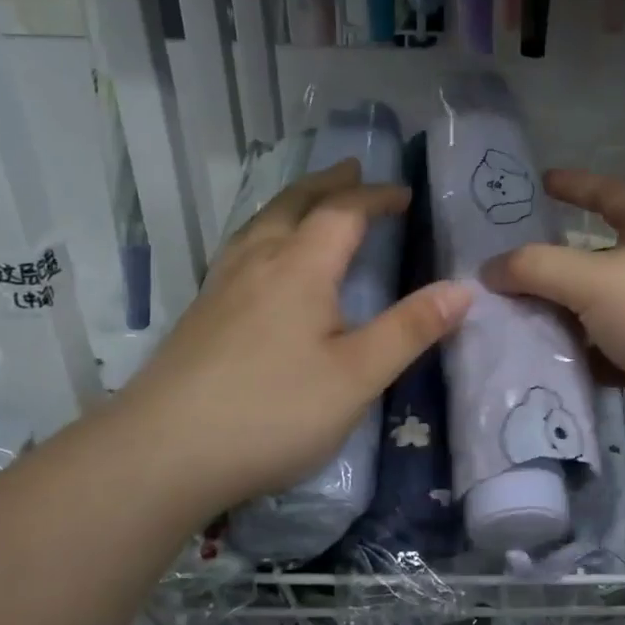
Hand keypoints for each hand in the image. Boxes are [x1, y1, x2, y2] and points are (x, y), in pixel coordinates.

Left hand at [115, 160, 470, 514]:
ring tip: (308, 203)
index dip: (375, 197)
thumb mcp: (358, 375)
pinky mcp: (200, 315)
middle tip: (352, 170)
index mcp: (299, 268)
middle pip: (293, 204)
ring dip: (292, 202)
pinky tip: (262, 261)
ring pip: (259, 224)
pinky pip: (240, 249)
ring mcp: (221, 287)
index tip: (403, 194)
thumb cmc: (273, 411)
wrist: (162, 454)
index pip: (342, 213)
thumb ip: (410, 329)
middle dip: (328, 184)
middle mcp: (257, 263)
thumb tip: (462, 289)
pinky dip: (266, 232)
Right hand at [482, 169, 624, 444]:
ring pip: (593, 311)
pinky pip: (599, 353)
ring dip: (556, 315)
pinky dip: (571, 355)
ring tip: (503, 317)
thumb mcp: (595, 278)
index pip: (611, 195)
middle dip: (551, 264)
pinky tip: (533, 360)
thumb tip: (488, 269)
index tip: (541, 181)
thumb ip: (536, 268)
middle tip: (502, 267)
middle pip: (594, 260)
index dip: (577, 185)